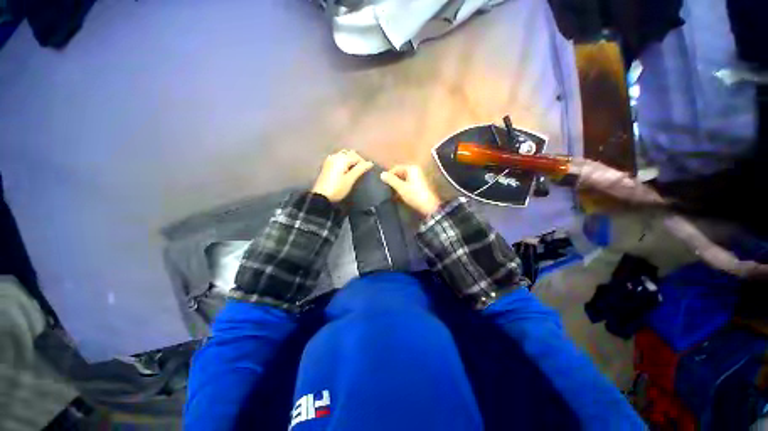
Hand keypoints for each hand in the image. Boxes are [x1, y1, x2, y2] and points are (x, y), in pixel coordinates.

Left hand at [311, 150, 373, 202]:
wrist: (321, 196)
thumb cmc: (338, 188)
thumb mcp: (350, 179)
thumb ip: (360, 169)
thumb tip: (370, 163)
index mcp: (342, 159)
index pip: (357, 157)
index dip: (363, 163)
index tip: (367, 171)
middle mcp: (335, 156)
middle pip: (350, 153)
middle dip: (357, 159)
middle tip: (362, 169)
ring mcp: (330, 160)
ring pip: (343, 154)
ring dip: (350, 159)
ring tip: (355, 169)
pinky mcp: (327, 165)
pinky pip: (338, 158)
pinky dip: (344, 160)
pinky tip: (345, 168)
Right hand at [380, 165, 441, 216]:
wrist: (429, 207)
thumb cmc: (414, 195)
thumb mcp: (401, 188)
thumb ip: (391, 180)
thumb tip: (382, 174)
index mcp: (411, 169)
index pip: (396, 168)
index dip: (389, 175)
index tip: (383, 184)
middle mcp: (415, 171)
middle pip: (400, 174)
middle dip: (393, 181)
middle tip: (386, 189)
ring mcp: (418, 178)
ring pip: (403, 180)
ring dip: (397, 186)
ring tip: (391, 193)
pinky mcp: (419, 186)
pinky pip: (407, 184)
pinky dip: (402, 188)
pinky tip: (398, 196)